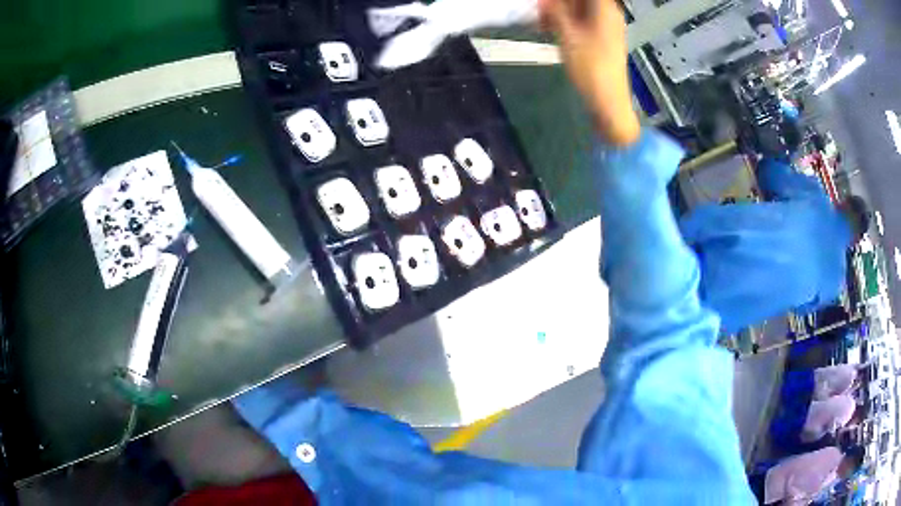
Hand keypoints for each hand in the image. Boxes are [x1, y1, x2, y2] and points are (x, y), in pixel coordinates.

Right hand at [540, 0, 639, 145]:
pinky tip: (550, 28)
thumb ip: (555, 11)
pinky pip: (583, 20)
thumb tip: (545, 0)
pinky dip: (567, 20)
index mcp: (604, 7)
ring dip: (560, 10)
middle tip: (540, 10)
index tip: (546, 3)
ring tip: (542, 20)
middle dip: (559, 2)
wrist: (608, 100)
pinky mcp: (602, 37)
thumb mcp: (567, 35)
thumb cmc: (590, 67)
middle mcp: (609, 12)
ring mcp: (607, 25)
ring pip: (580, 8)